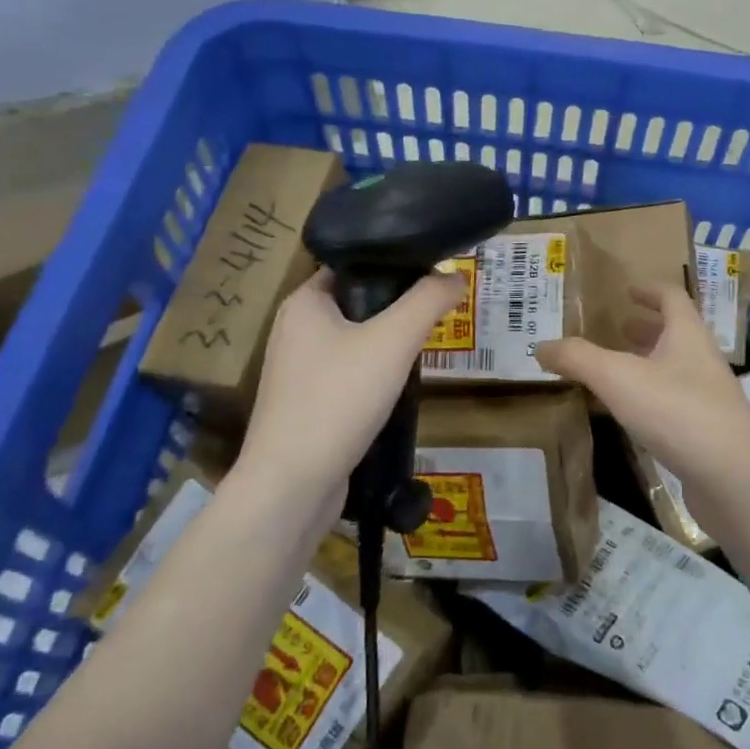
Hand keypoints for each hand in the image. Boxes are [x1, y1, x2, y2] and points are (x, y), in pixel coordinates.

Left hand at [238, 269, 462, 509]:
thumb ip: (427, 302)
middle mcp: (295, 330)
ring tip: (426, 344)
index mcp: (304, 302)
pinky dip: (374, 375)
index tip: (433, 271)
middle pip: (357, 302)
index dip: (393, 263)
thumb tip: (457, 275)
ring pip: (355, 341)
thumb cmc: (338, 399)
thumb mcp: (393, 341)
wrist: (292, 485)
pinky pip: (348, 374)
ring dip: (388, 342)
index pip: (352, 263)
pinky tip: (400, 385)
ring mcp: (298, 370)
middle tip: (438, 309)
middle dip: (397, 306)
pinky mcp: (307, 404)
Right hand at [536, 285, 749, 497]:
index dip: (649, 290)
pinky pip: (675, 403)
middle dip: (646, 328)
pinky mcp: (707, 433)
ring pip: (675, 369)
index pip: (672, 298)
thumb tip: (540, 346)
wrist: (734, 479)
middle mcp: (703, 361)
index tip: (627, 290)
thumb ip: (578, 359)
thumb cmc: (677, 412)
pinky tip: (630, 415)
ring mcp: (709, 399)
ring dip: (648, 363)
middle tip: (616, 327)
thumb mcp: (618, 379)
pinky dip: (651, 399)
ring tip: (615, 370)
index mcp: (687, 335)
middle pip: (676, 333)